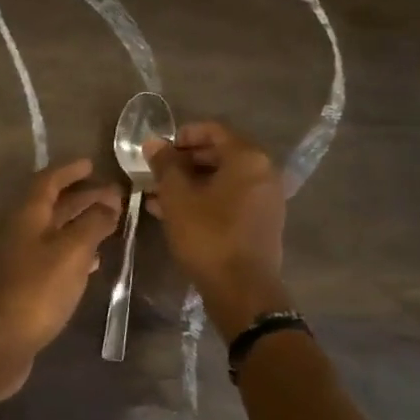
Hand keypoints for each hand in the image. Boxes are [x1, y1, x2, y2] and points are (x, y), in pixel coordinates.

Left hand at [0, 158, 122, 394]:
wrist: (4, 337)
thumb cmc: (39, 287)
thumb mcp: (72, 250)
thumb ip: (93, 223)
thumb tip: (109, 202)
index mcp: (28, 215)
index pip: (48, 181)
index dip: (70, 171)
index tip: (92, 164)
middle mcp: (22, 231)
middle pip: (54, 205)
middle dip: (83, 197)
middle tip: (115, 195)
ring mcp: (23, 258)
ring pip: (56, 231)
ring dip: (81, 223)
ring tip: (112, 222)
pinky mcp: (28, 282)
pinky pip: (55, 255)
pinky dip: (76, 250)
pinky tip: (94, 259)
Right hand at [146, 121, 288, 332]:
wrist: (241, 289)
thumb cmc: (207, 235)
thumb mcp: (177, 197)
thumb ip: (165, 165)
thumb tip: (154, 143)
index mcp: (247, 158)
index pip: (212, 131)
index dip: (181, 136)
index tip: (157, 150)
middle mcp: (263, 172)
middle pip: (219, 154)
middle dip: (184, 162)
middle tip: (155, 173)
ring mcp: (265, 199)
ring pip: (222, 180)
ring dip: (190, 183)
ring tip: (157, 195)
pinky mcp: (261, 222)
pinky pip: (229, 199)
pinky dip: (204, 199)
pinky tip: (175, 213)